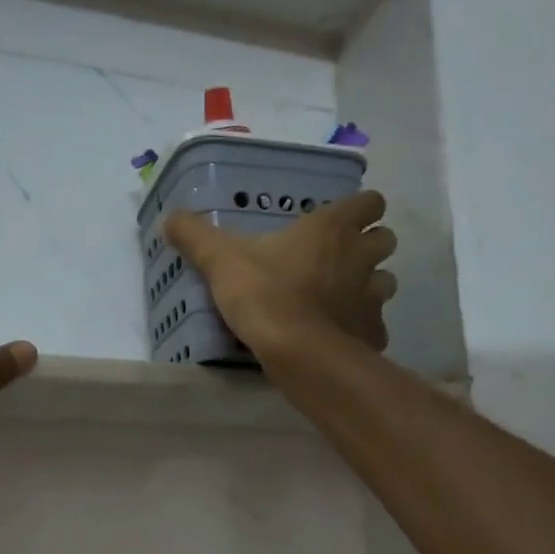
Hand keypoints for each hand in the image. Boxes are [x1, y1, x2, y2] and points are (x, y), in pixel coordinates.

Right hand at [164, 190, 396, 358]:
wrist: (297, 352)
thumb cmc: (264, 295)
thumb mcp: (221, 261)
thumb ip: (195, 237)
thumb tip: (168, 218)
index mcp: (332, 228)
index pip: (370, 201)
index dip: (359, 209)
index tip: (339, 221)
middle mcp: (361, 255)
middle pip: (385, 238)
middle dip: (368, 245)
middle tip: (338, 259)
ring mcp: (372, 295)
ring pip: (386, 281)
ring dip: (370, 285)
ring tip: (341, 298)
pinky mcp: (372, 332)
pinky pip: (375, 325)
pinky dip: (364, 327)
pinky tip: (341, 336)